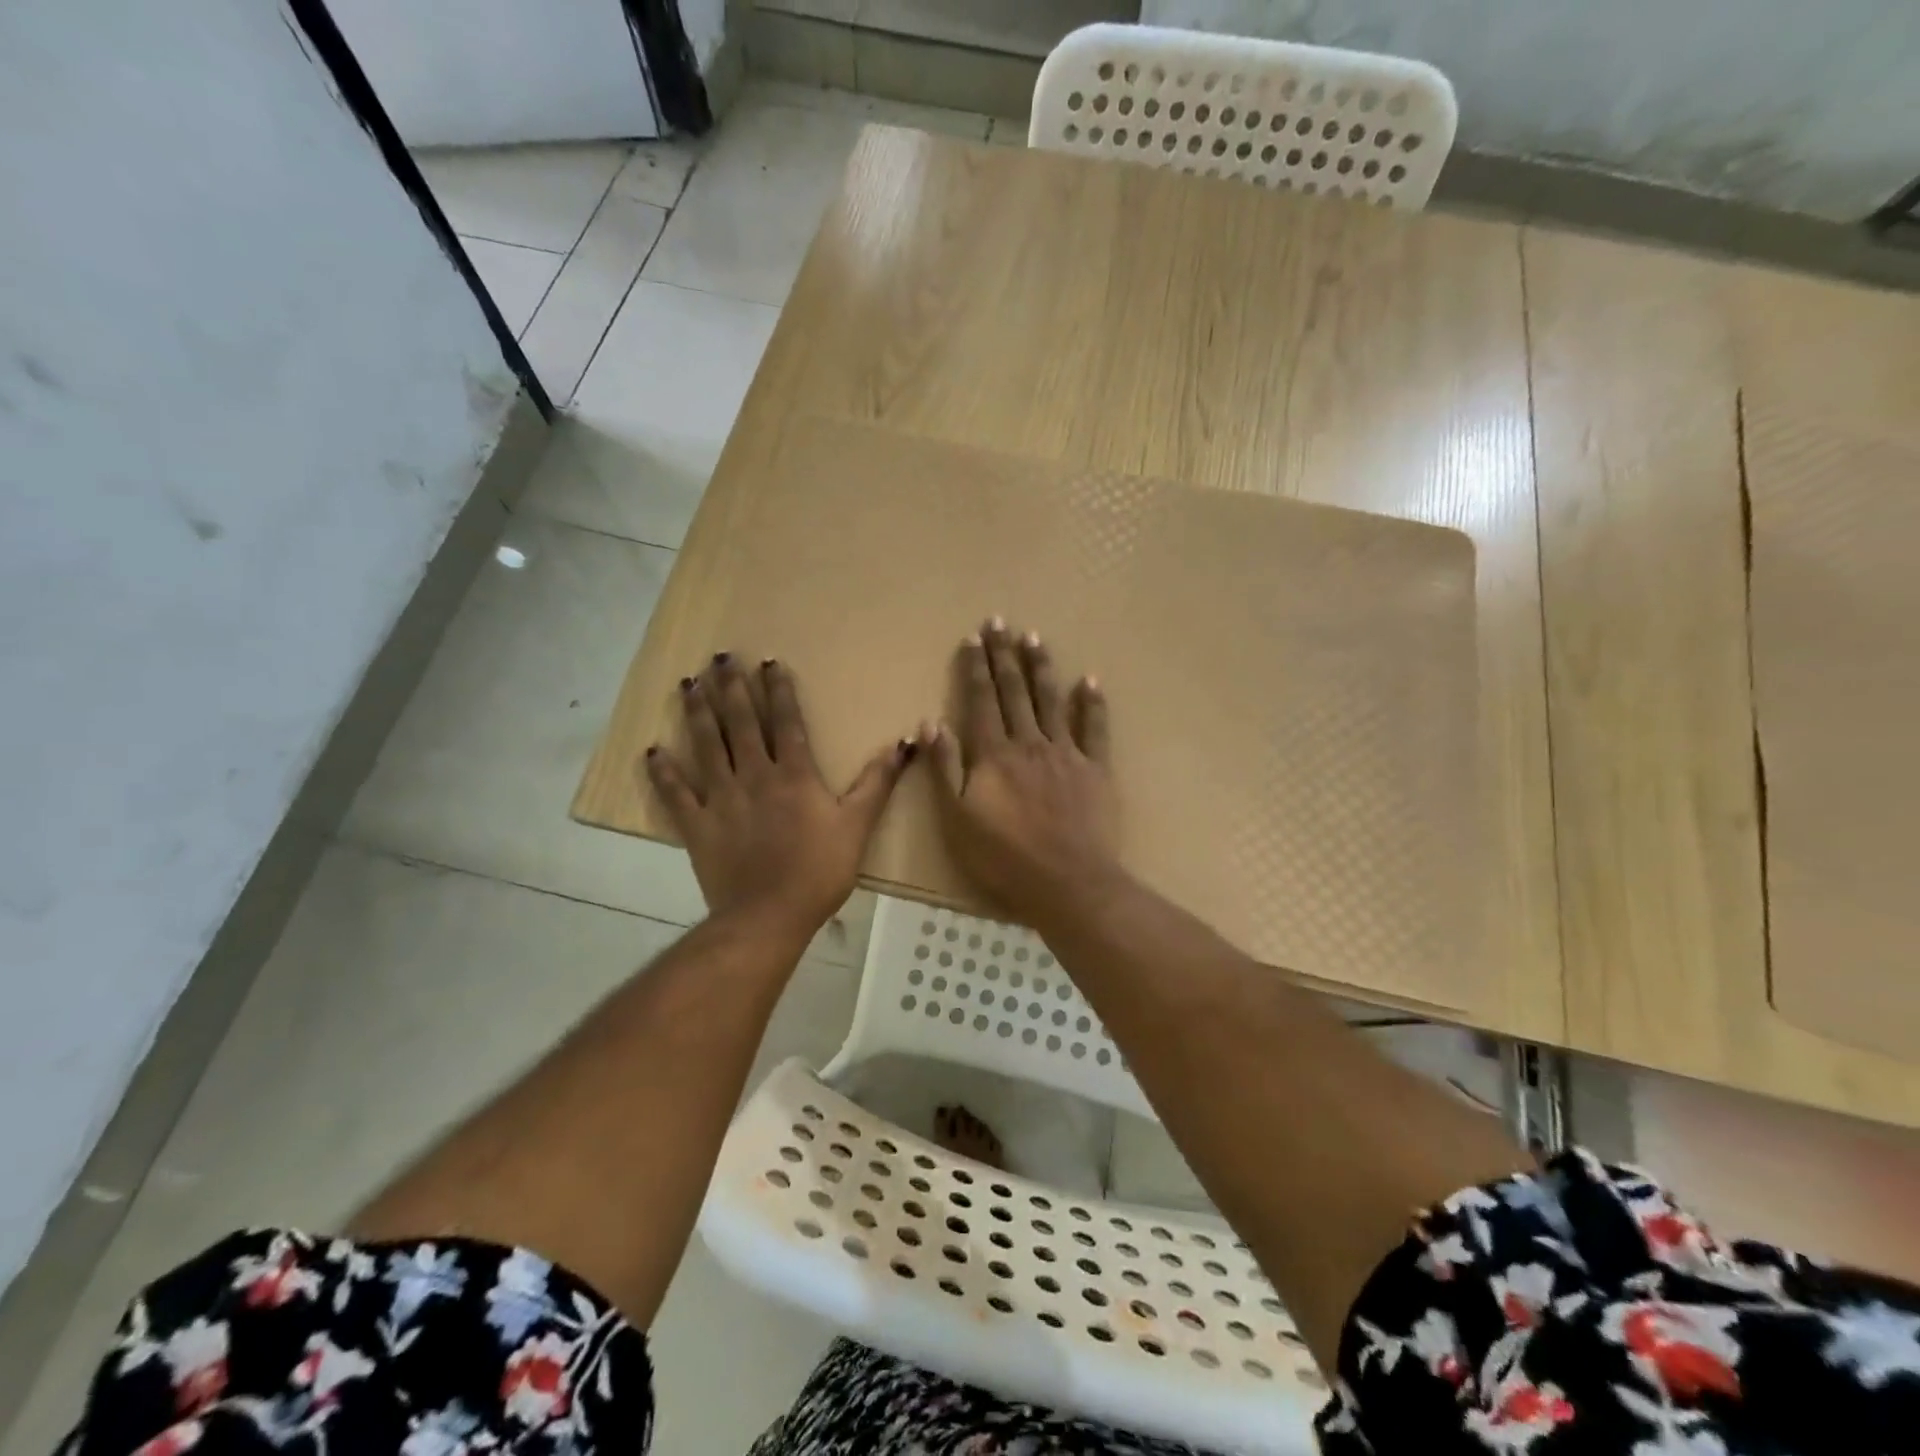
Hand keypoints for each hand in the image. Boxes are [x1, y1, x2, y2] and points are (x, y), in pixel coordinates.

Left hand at [646, 654, 911, 936]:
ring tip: (689, 683)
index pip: (785, 721)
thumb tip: (903, 744)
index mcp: (793, 774)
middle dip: (732, 688)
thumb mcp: (857, 825)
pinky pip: (675, 793)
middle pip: (740, 723)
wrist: (769, 915)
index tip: (768, 661)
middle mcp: (754, 775)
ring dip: (697, 713)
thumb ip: (877, 782)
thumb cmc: (819, 870)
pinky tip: (652, 750)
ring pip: (706, 746)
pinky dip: (663, 772)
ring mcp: (720, 798)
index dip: (778, 689)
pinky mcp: (696, 824)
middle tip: (720, 658)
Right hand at [921, 618, 1118, 928]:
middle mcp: (1029, 743)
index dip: (976, 667)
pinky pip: (1094, 729)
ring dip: (1041, 667)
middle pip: (1015, 691)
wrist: (1067, 882)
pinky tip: (1089, 680)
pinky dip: (1092, 703)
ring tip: (1034, 638)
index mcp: (993, 754)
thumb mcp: (957, 818)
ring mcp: (1066, 753)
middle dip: (1005, 655)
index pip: (981, 700)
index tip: (973, 637)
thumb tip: (930, 722)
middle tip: (1000, 621)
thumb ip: (944, 768)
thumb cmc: (1004, 856)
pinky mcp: (1096, 770)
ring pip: (1051, 701)